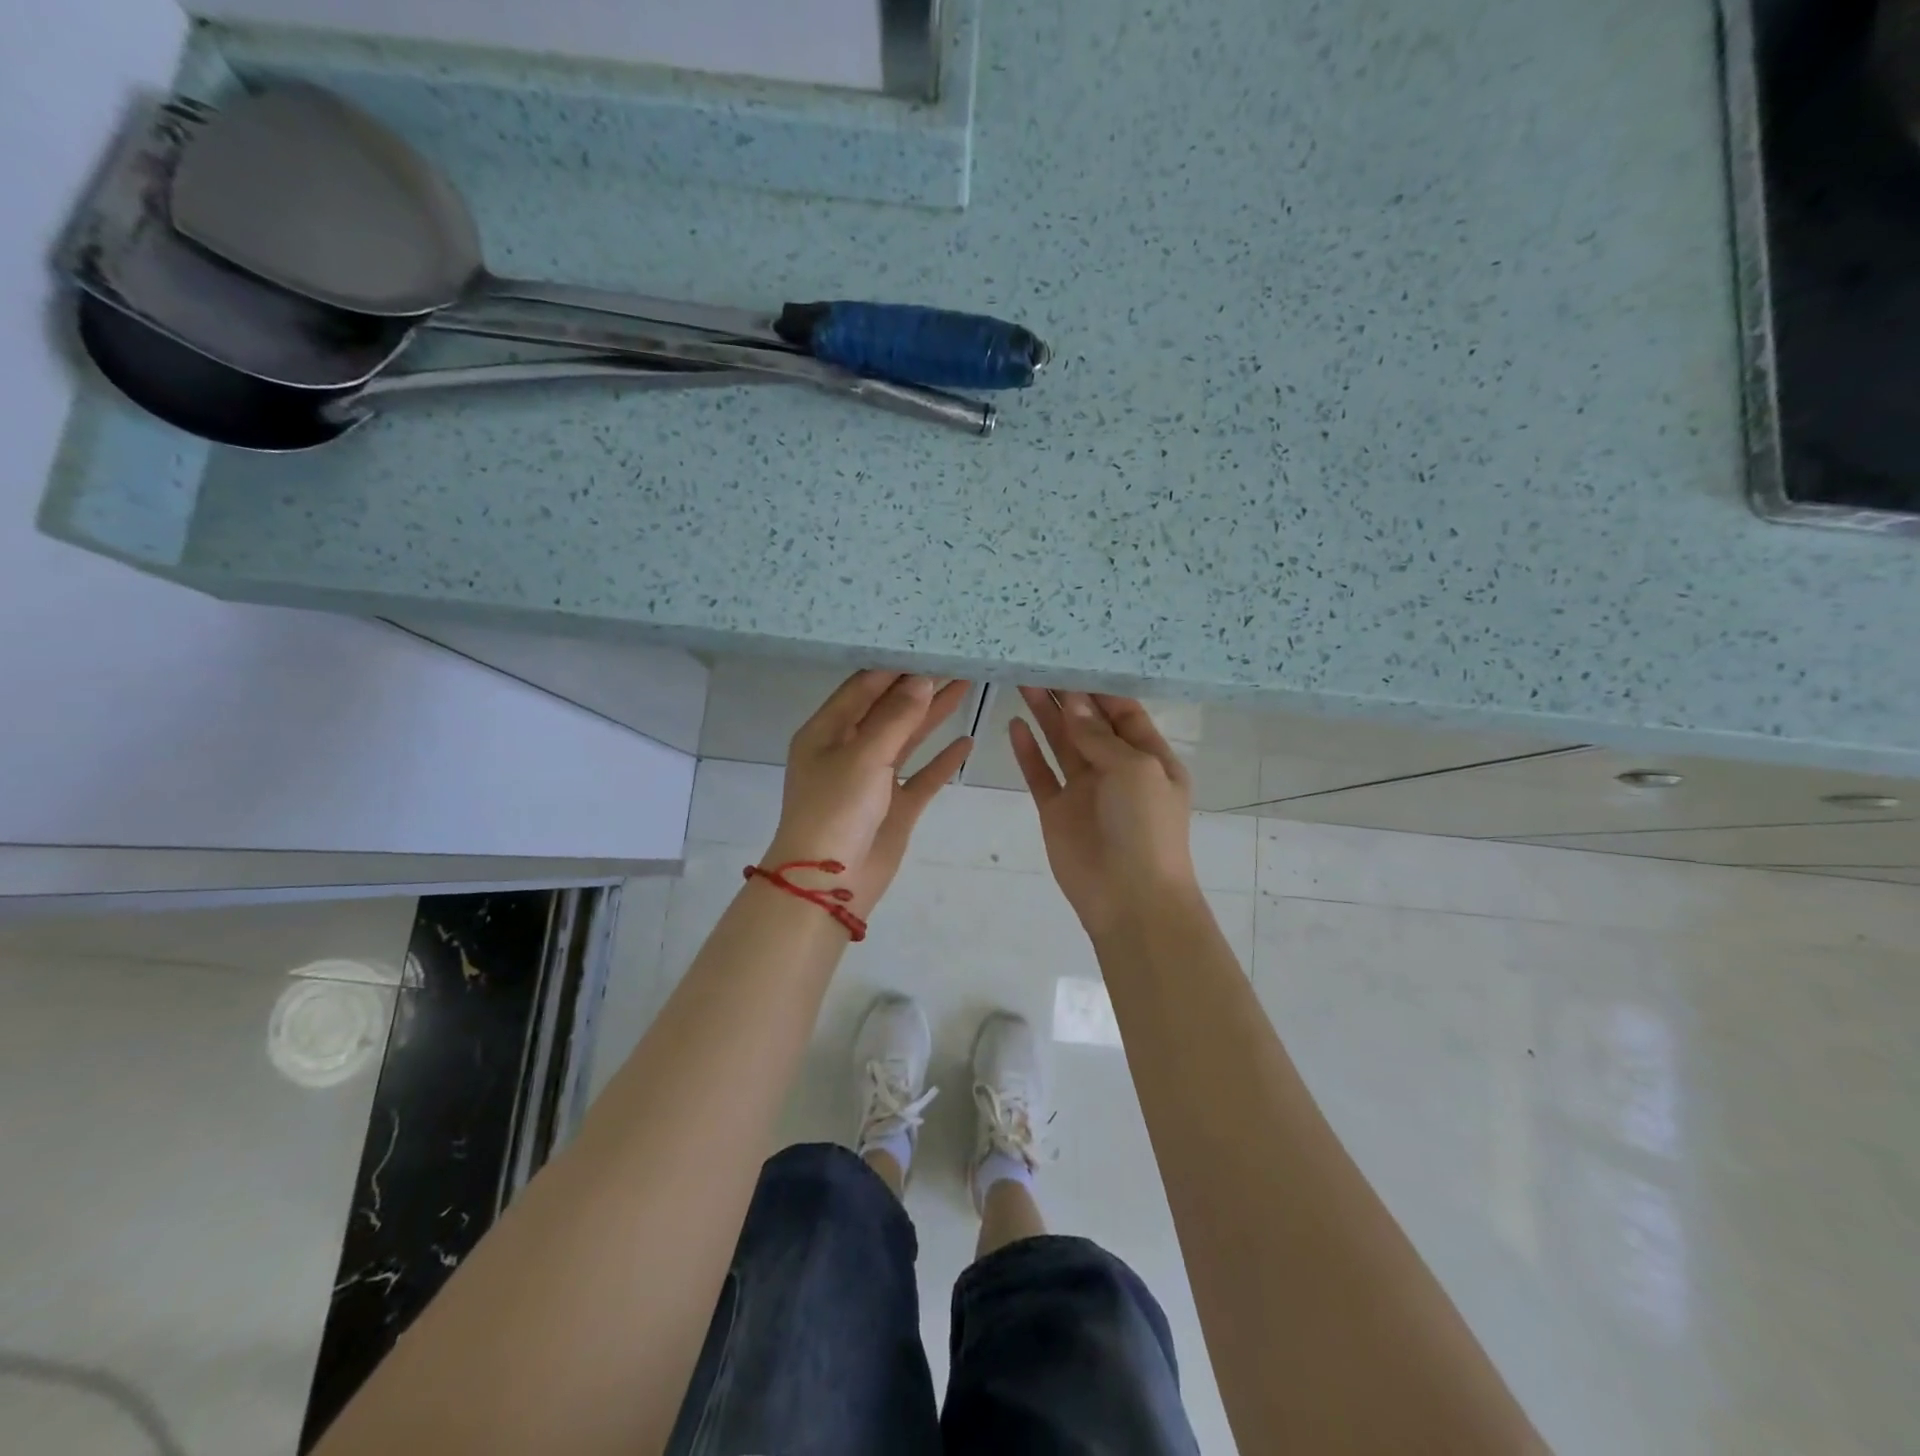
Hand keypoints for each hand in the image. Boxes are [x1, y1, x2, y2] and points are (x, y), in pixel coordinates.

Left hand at [764, 671, 972, 916]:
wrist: (829, 883)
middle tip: (955, 660)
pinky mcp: (895, 806)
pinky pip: (922, 777)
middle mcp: (848, 750)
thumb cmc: (836, 809)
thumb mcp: (864, 756)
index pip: (863, 687)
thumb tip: (922, 680)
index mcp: (826, 732)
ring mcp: (874, 779)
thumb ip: (896, 718)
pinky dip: (943, 761)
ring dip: (934, 715)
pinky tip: (966, 742)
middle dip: (920, 686)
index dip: (894, 666)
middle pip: (888, 709)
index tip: (926, 645)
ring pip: (908, 738)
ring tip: (966, 685)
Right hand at [1009, 688, 1199, 937]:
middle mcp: (1117, 769)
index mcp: (1149, 758)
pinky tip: (1014, 725)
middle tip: (1038, 663)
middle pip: (1088, 724)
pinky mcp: (1057, 811)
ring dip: (1045, 715)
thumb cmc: (1146, 827)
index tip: (1071, 659)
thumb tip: (1072, 702)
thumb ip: (1100, 735)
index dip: (1098, 689)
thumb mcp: (1134, 770)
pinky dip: (1027, 751)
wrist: (1130, 899)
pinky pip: (1040, 774)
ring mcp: (1085, 790)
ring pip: (1061, 743)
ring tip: (1022, 682)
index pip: (1123, 713)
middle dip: (1067, 696)